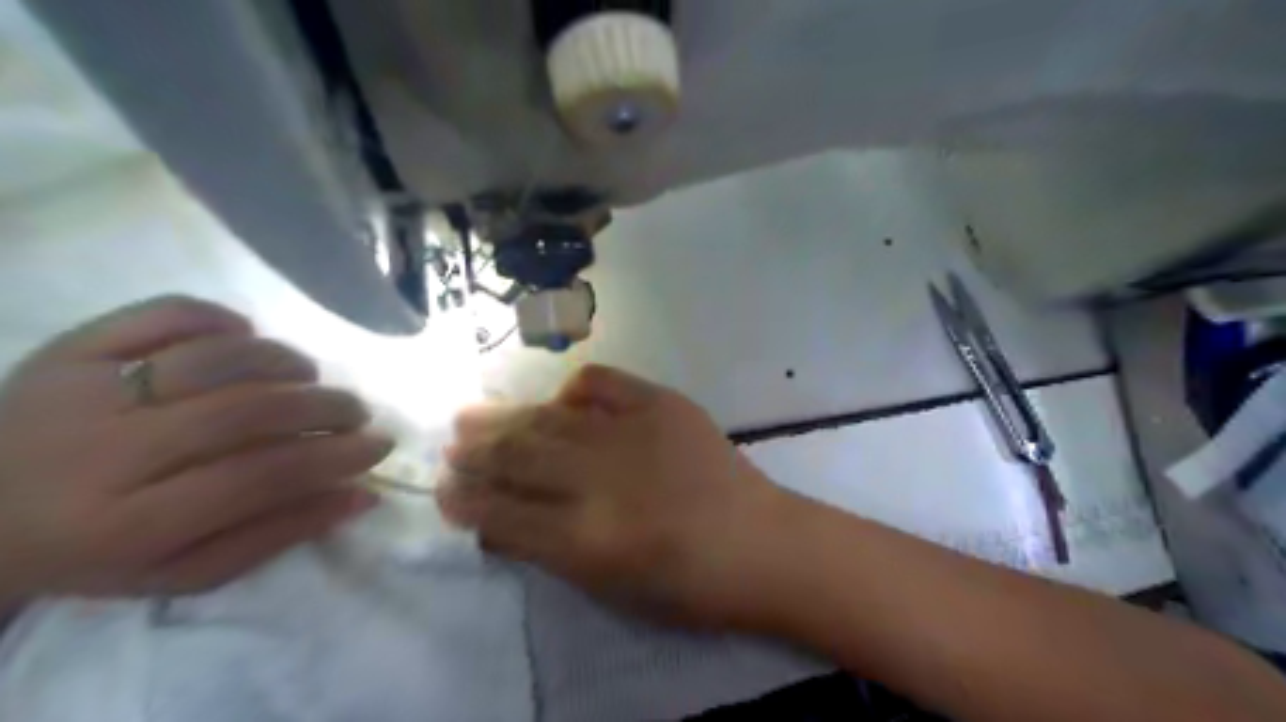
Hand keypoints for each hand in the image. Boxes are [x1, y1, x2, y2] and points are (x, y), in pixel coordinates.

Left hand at [0, 297, 390, 601]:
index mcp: (128, 525)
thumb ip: (277, 534)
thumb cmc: (95, 553)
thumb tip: (361, 495)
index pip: (260, 478)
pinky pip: (165, 314)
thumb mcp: (185, 573)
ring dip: (285, 361)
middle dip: (323, 407)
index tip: (379, 446)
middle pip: (244, 412)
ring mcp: (81, 391)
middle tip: (355, 412)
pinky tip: (245, 337)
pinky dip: (223, 319)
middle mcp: (102, 453)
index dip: (334, 458)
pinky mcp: (68, 347)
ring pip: (215, 358)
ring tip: (308, 376)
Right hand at [438, 366, 789, 625]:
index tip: (442, 490)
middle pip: (518, 458)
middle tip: (449, 446)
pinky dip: (574, 389)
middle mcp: (599, 480)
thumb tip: (499, 518)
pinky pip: (603, 382)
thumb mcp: (609, 586)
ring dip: (504, 419)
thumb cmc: (687, 583)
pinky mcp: (662, 404)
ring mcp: (632, 434)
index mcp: (586, 539)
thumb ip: (550, 549)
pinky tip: (560, 400)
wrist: (760, 542)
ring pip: (548, 420)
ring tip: (470, 416)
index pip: (503, 514)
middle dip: (474, 453)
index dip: (465, 501)